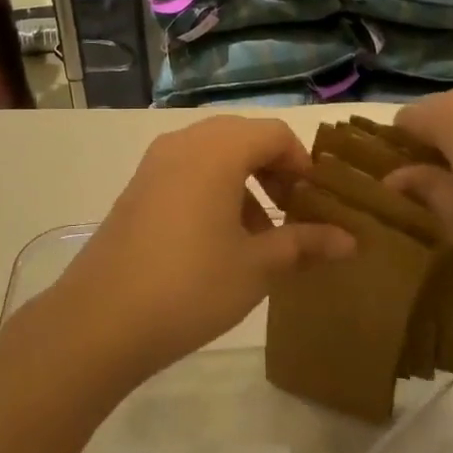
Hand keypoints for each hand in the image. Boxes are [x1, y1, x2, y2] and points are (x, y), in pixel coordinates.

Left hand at [45, 117, 355, 381]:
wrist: (102, 319)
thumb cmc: (191, 285)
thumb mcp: (256, 266)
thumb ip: (304, 244)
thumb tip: (350, 241)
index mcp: (217, 150)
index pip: (274, 133)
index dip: (302, 163)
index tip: (315, 202)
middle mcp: (183, 144)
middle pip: (241, 137)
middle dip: (273, 169)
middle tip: (291, 211)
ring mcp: (154, 165)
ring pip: (212, 154)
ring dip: (243, 180)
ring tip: (258, 233)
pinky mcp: (136, 189)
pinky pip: (185, 172)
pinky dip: (212, 189)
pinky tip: (217, 240)